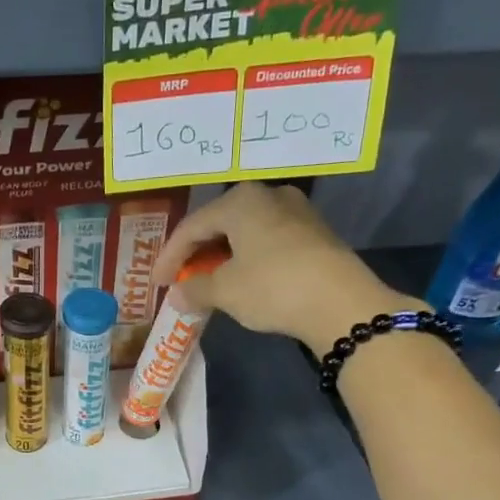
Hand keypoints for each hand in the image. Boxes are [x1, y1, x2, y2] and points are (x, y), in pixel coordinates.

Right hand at [154, 184, 411, 357]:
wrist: (341, 303)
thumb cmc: (272, 287)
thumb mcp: (225, 291)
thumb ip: (195, 289)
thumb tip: (177, 295)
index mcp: (240, 201)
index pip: (192, 227)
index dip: (169, 256)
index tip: (157, 283)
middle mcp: (268, 195)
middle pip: (219, 224)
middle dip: (196, 253)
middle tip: (180, 278)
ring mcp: (296, 212)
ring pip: (245, 232)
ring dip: (222, 257)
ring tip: (208, 282)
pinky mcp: (314, 233)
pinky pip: (267, 241)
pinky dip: (247, 259)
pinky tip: (241, 280)